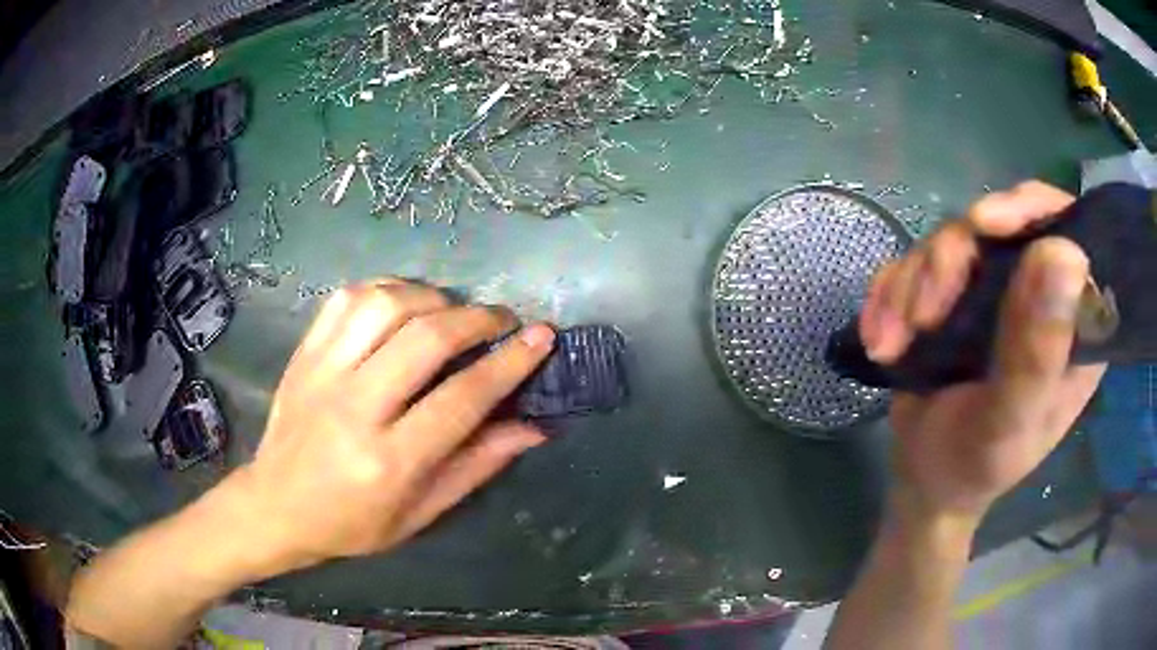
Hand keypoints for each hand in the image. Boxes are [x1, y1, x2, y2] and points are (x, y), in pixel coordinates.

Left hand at [222, 279, 554, 575]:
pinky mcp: (304, 354)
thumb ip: (476, 466)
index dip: (510, 363)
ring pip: (386, 306)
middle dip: (477, 319)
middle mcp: (355, 409)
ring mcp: (323, 374)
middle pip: (426, 339)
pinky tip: (404, 303)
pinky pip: (347, 299)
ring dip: (432, 298)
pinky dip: (386, 289)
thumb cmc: (352, 523)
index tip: (541, 337)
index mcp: (389, 462)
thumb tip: (533, 427)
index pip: (463, 399)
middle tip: (501, 321)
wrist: (276, 506)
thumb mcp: (420, 514)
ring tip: (452, 312)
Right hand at [860, 181, 1105, 522]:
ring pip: (952, 241)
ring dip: (912, 285)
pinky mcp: (955, 293)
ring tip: (890, 343)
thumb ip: (1038, 351)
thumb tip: (1065, 253)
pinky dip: (890, 295)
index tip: (987, 225)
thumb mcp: (1010, 423)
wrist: (923, 482)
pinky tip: (880, 338)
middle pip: (1000, 225)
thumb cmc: (976, 467)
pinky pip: (916, 262)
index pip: (1069, 231)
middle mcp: (1040, 292)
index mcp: (1075, 321)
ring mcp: (995, 289)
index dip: (1031, 210)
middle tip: (923, 314)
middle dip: (952, 261)